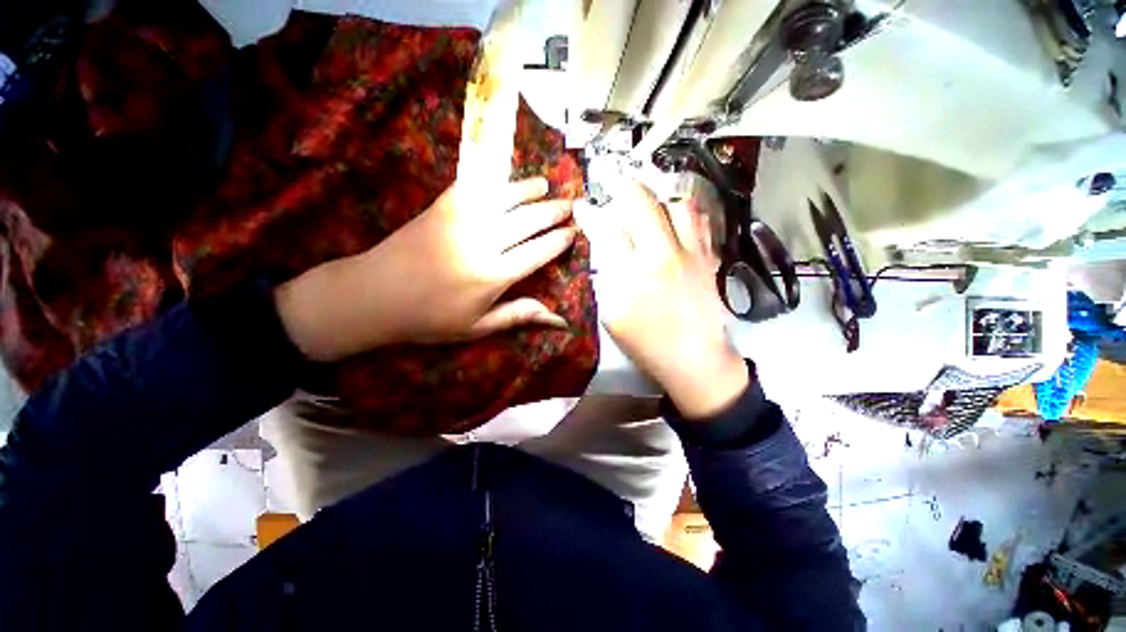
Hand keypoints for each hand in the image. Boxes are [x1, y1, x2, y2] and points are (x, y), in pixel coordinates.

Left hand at [275, 178, 576, 361]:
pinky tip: (504, 177)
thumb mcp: (478, 326)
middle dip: (553, 212)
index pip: (538, 252)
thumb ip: (520, 315)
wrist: (374, 295)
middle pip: (528, 221)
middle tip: (570, 205)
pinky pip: (473, 186)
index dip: (558, 241)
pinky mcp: (442, 206)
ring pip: (505, 198)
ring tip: (545, 185)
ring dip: (528, 190)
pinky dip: (493, 179)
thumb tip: (560, 320)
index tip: (574, 232)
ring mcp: (461, 220)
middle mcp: (483, 243)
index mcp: (494, 276)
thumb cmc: (430, 318)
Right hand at [574, 180, 747, 417]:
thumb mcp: (614, 313)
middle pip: (646, 204)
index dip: (593, 213)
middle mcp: (667, 254)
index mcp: (638, 272)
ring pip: (679, 205)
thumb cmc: (647, 341)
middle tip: (613, 183)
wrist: (695, 358)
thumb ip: (607, 274)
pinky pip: (700, 221)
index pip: (610, 229)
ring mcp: (694, 253)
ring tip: (646, 199)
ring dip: (658, 195)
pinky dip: (683, 210)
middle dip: (625, 187)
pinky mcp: (710, 258)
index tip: (583, 204)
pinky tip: (673, 216)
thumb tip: (602, 243)